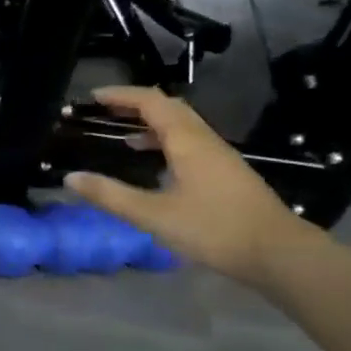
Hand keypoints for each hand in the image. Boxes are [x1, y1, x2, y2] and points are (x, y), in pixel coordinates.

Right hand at [64, 85, 316, 286]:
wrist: (279, 254)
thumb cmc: (214, 229)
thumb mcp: (153, 215)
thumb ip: (111, 195)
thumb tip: (71, 178)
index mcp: (187, 141)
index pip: (151, 102)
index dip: (121, 95)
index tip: (93, 97)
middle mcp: (204, 140)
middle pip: (169, 108)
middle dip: (136, 105)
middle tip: (106, 111)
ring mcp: (219, 157)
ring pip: (182, 126)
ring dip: (152, 124)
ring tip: (124, 137)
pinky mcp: (227, 174)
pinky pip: (191, 143)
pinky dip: (167, 142)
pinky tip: (157, 166)